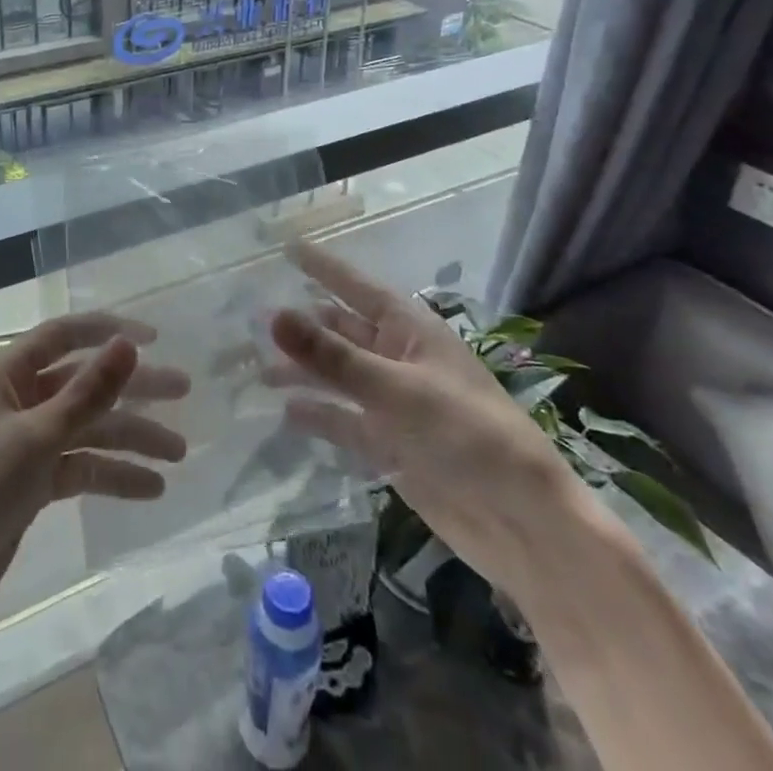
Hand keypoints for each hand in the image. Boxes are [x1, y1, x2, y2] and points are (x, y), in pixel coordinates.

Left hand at [0, 313, 190, 637]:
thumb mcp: (39, 436)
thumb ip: (88, 390)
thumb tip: (128, 343)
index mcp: (7, 374)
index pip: (63, 335)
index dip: (107, 331)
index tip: (154, 338)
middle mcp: (18, 400)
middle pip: (84, 382)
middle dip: (132, 388)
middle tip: (183, 390)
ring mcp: (25, 443)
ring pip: (87, 428)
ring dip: (130, 438)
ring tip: (178, 454)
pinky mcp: (31, 483)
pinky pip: (80, 467)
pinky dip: (111, 475)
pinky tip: (150, 489)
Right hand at [270, 241, 583, 595]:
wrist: (522, 524)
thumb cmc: (467, 435)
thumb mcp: (394, 389)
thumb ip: (330, 355)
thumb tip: (272, 314)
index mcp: (409, 330)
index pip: (355, 286)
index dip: (322, 267)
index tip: (285, 247)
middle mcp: (397, 359)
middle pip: (339, 331)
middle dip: (300, 324)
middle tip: (249, 318)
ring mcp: (392, 403)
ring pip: (336, 376)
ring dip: (301, 371)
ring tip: (256, 368)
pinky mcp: (389, 445)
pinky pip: (343, 421)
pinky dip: (316, 415)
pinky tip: (284, 413)